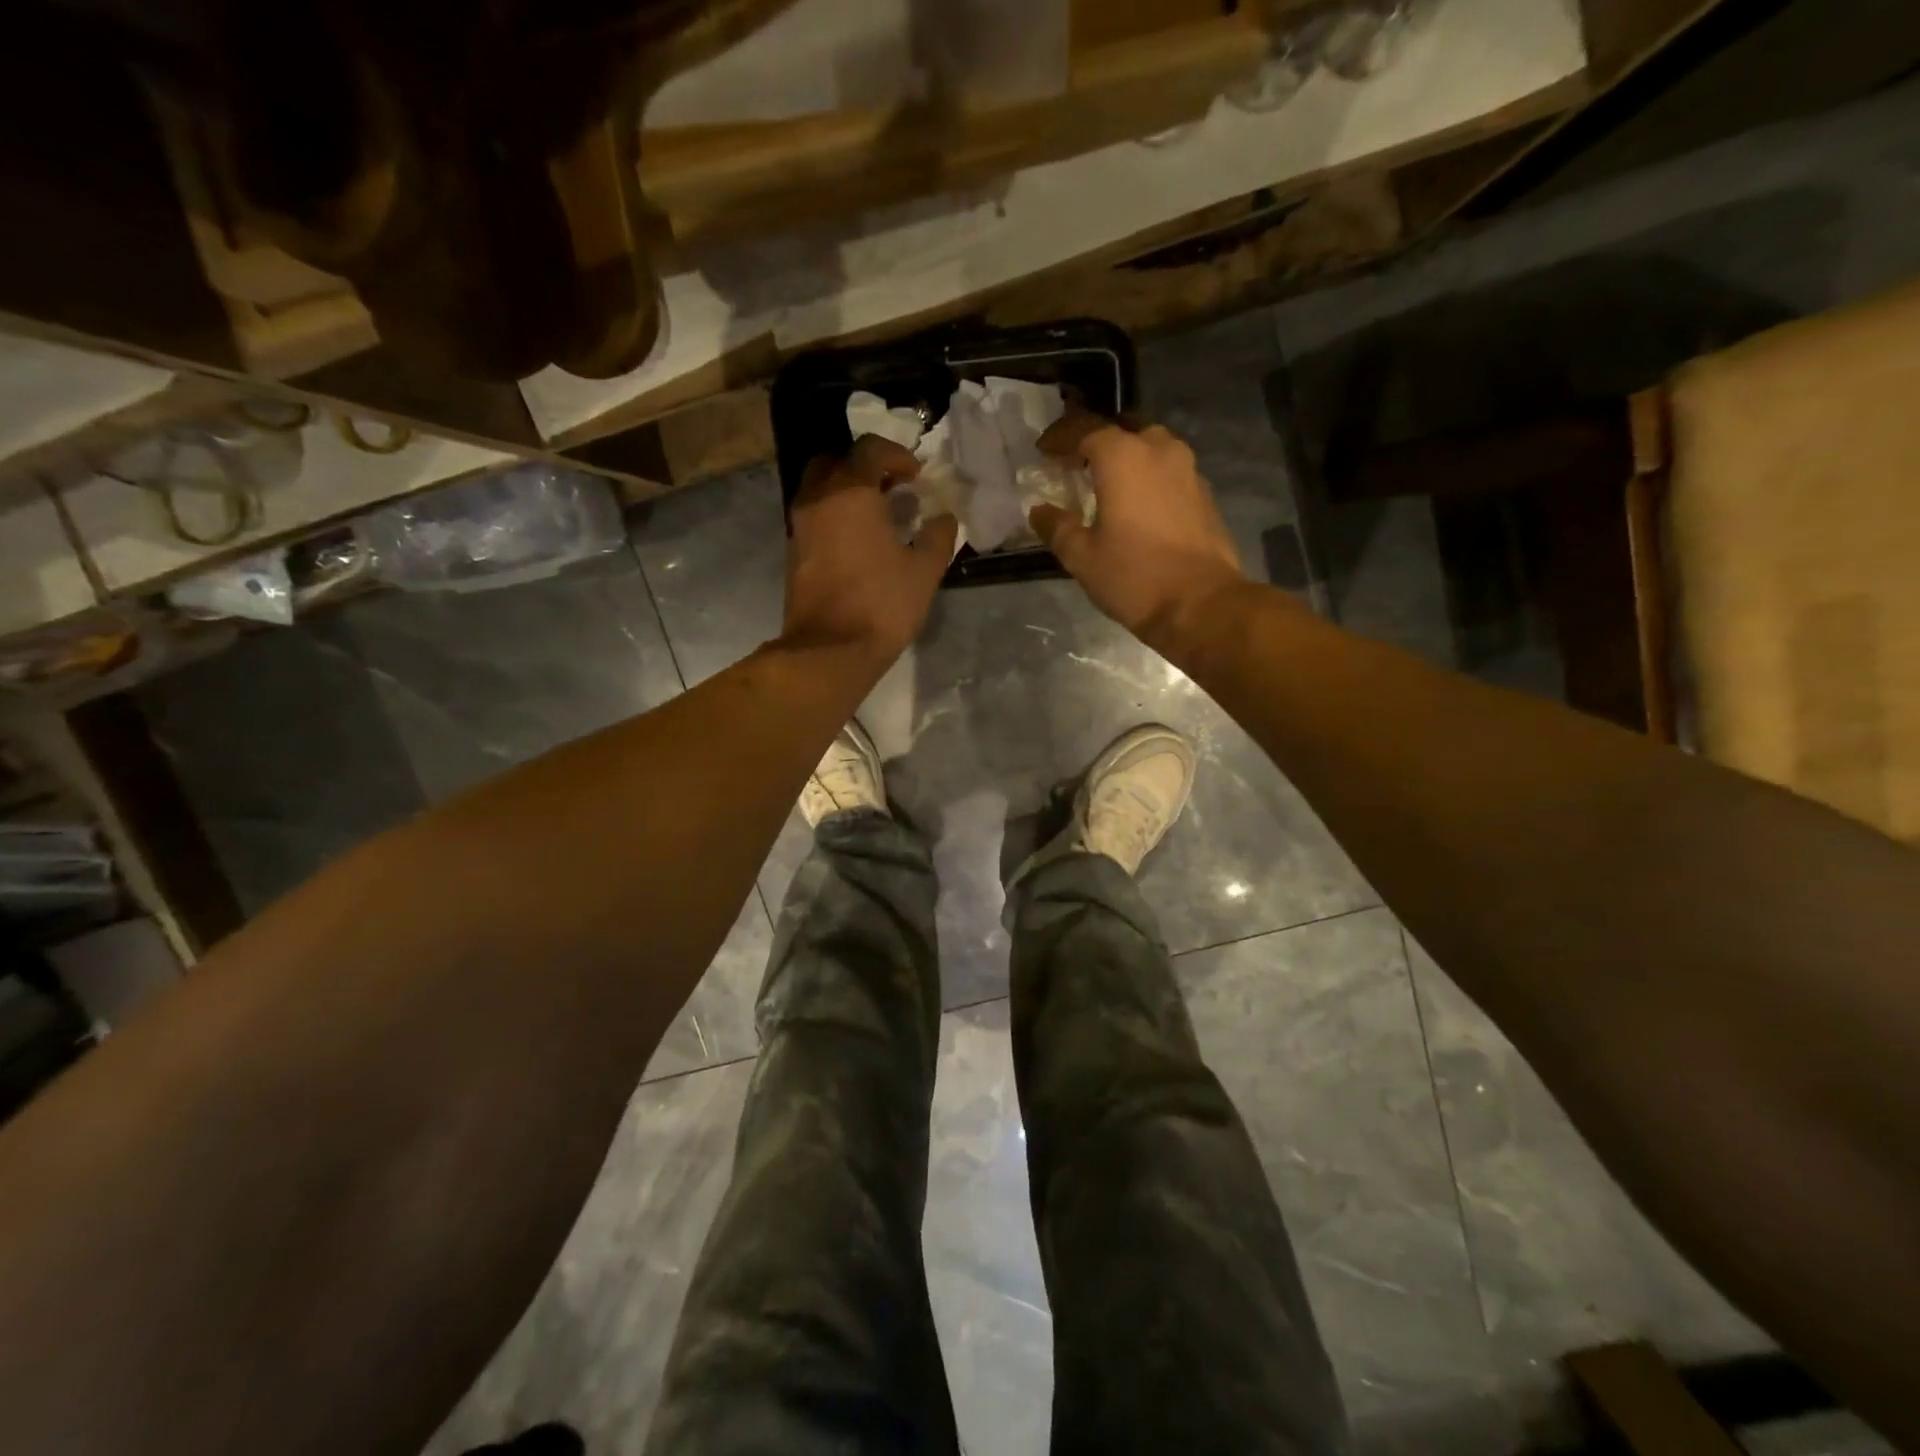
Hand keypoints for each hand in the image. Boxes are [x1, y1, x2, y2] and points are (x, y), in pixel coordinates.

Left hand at [780, 435, 958, 665]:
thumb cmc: (881, 604)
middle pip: (835, 461)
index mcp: (850, 492)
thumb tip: (945, 518)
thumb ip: (938, 537)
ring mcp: (800, 526)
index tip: (915, 476)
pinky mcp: (794, 553)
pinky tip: (859, 542)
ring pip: (820, 489)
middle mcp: (817, 499)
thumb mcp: (924, 571)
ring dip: (847, 492)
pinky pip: (814, 517)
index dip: (897, 455)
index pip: (869, 449)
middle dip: (864, 467)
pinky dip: (835, 516)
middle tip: (890, 488)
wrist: (830, 650)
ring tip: (878, 517)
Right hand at [1030, 411, 1245, 646]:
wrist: (1201, 604)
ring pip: (1150, 450)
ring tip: (1106, 483)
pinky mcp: (1204, 495)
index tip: (1043, 450)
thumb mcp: (1082, 557)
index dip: (1060, 437)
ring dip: (1126, 459)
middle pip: (1121, 433)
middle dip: (1095, 444)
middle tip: (1075, 464)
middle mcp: (1159, 450)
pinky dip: (1148, 478)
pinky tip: (1137, 504)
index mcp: (1123, 457)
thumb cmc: (1134, 577)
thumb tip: (1040, 511)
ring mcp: (1188, 470)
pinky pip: (1168, 473)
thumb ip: (1057, 528)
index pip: (1085, 429)